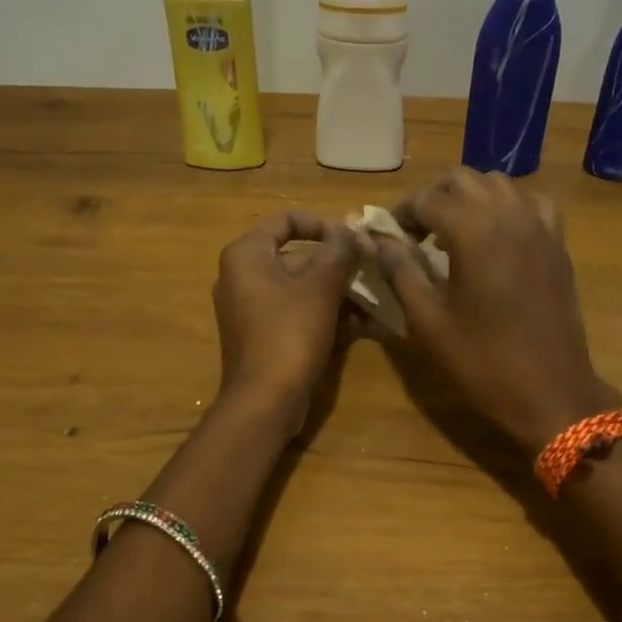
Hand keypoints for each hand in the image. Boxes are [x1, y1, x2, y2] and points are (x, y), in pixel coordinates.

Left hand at [212, 211, 358, 419]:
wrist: (265, 401)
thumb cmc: (290, 334)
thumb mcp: (321, 287)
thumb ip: (341, 252)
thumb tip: (356, 230)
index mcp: (246, 255)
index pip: (286, 220)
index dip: (323, 224)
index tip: (353, 240)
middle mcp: (243, 276)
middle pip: (298, 256)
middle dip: (340, 265)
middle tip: (375, 270)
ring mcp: (253, 309)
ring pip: (303, 288)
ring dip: (341, 291)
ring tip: (378, 300)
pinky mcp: (265, 336)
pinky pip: (299, 313)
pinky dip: (328, 314)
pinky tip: (366, 325)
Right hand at [376, 170, 612, 450]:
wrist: (550, 389)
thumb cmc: (483, 360)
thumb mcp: (429, 320)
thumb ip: (401, 272)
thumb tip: (379, 242)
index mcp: (474, 231)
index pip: (427, 199)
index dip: (401, 213)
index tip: (389, 236)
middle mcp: (509, 214)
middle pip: (462, 180)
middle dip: (433, 198)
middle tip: (415, 232)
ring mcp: (539, 226)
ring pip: (498, 184)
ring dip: (469, 197)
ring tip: (452, 231)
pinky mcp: (557, 243)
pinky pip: (532, 203)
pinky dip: (508, 206)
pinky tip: (497, 233)